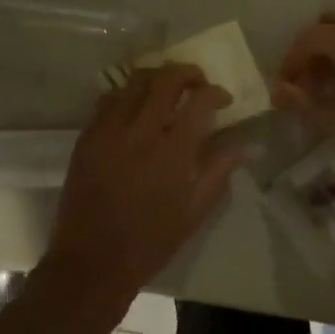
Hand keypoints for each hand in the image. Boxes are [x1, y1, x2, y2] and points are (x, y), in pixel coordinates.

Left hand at [38, 65, 240, 309]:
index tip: (223, 100)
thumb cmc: (150, 241)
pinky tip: (135, 109)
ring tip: (167, 91)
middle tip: (197, 84)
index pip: (200, 100)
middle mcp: (141, 131)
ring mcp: (109, 130)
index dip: (216, 92)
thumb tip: (247, 146)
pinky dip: (127, 95)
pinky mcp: (87, 136)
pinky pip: (108, 99)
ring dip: (157, 78)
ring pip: (135, 81)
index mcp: (173, 152)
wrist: (92, 260)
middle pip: (166, 78)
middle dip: (188, 73)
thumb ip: (219, 171)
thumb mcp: (194, 212)